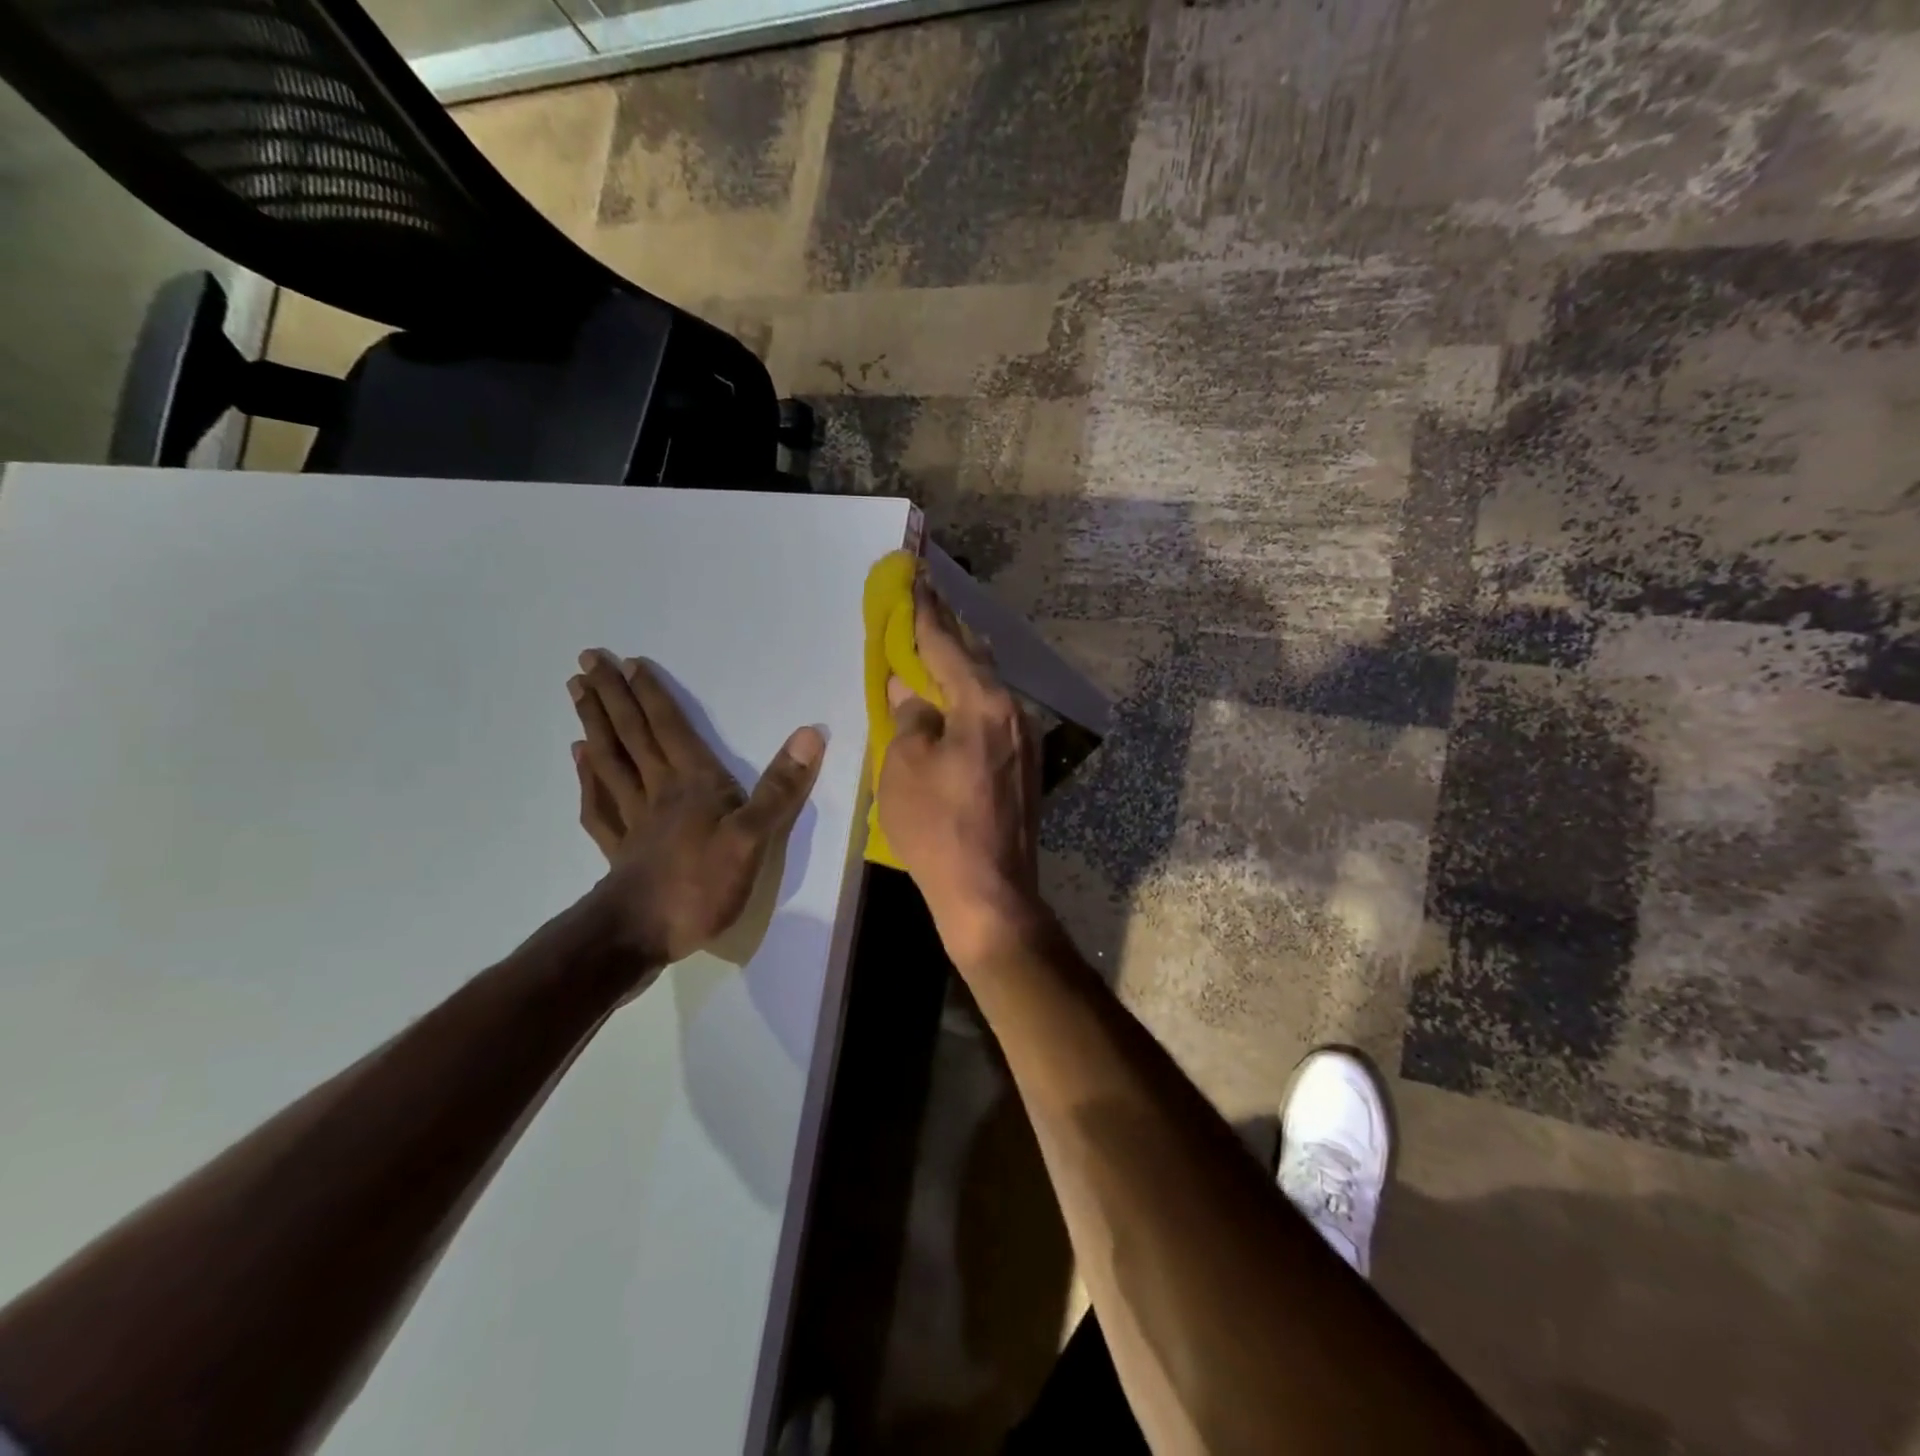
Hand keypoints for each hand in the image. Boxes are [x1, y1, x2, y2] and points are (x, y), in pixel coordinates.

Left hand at [569, 649, 824, 973]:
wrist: (642, 935)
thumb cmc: (701, 885)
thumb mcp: (753, 838)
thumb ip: (778, 788)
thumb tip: (810, 734)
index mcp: (691, 784)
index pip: (669, 729)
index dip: (651, 695)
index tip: (627, 663)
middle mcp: (658, 791)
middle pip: (632, 736)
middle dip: (611, 696)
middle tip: (587, 660)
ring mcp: (633, 819)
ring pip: (610, 761)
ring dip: (595, 724)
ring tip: (577, 693)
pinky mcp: (620, 848)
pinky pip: (599, 802)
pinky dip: (588, 776)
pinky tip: (581, 759)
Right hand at [876, 581, 1055, 970]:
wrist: (990, 894)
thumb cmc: (938, 828)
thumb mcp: (904, 768)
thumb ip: (909, 720)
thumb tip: (911, 696)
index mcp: (984, 705)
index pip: (947, 646)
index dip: (926, 613)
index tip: (917, 579)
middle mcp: (1014, 713)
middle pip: (977, 659)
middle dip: (950, 632)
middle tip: (927, 604)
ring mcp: (1025, 742)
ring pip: (989, 689)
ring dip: (962, 667)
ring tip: (938, 647)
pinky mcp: (1025, 768)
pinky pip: (994, 717)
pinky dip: (971, 701)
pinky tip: (956, 704)